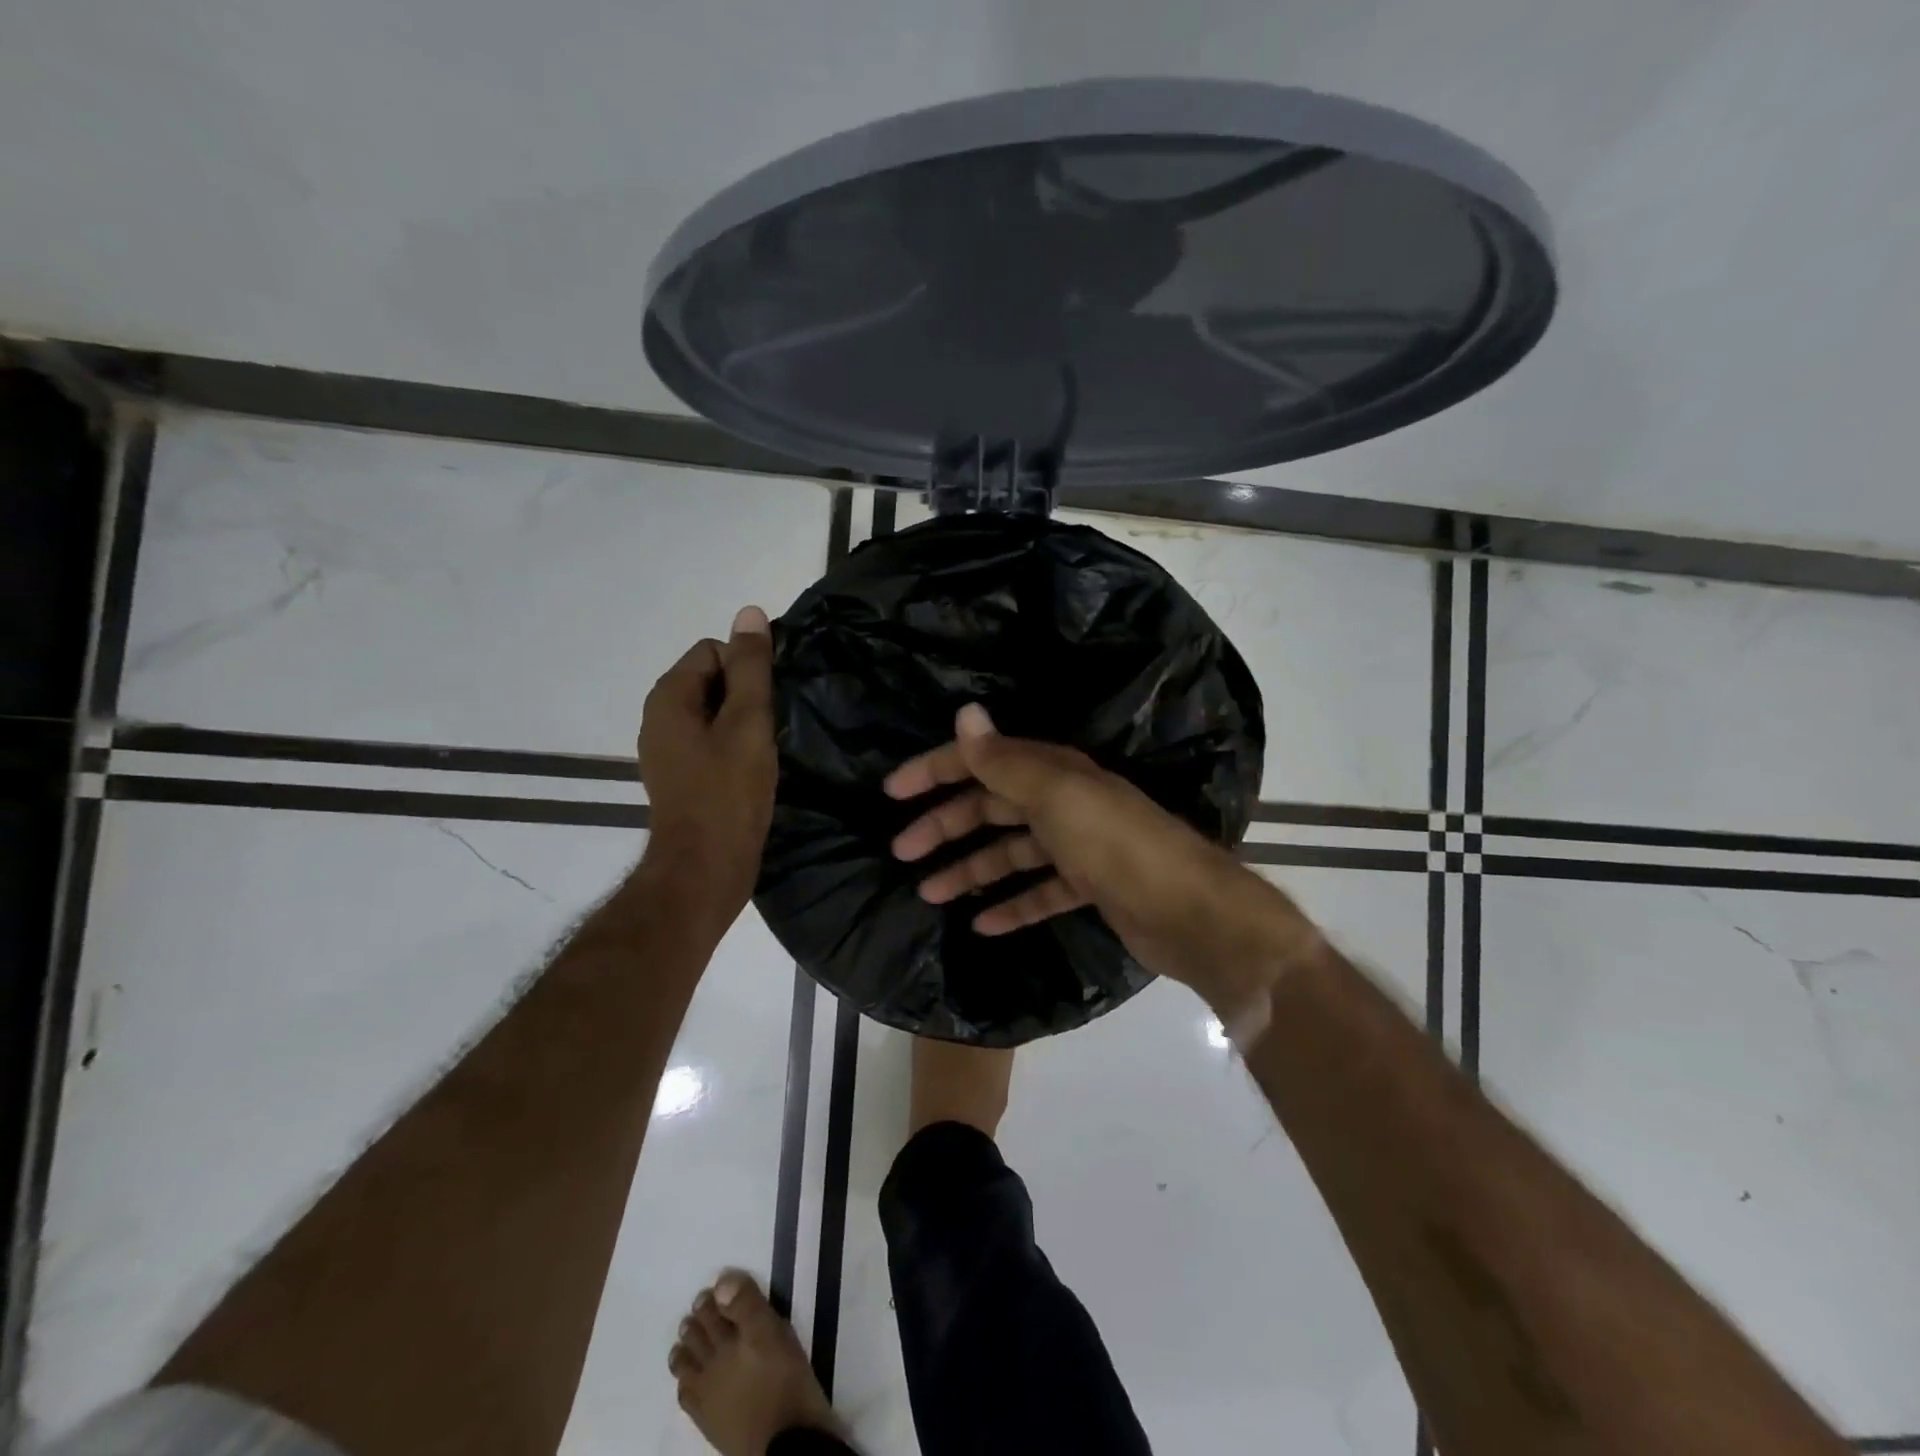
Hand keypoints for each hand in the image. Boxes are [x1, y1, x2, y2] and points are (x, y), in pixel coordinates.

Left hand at [638, 606, 777, 928]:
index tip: (771, 701)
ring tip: (768, 749)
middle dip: (746, 696)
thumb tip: (750, 612)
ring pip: (714, 714)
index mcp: (669, 697)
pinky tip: (754, 770)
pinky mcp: (681, 777)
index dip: (747, 668)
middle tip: (772, 728)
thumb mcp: (747, 723)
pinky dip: (734, 747)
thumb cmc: (728, 793)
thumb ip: (751, 668)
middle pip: (712, 681)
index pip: (713, 651)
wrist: (705, 870)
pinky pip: (711, 742)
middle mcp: (659, 718)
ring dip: (743, 723)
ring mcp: (668, 751)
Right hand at [885, 704, 1316, 1013]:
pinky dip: (1011, 905)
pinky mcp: (1090, 887)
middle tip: (902, 853)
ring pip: (1010, 854)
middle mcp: (1063, 802)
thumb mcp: (1055, 797)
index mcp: (1052, 773)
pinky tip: (982, 924)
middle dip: (945, 827)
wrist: (1189, 911)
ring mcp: (1078, 847)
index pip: (981, 761)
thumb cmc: (1115, 844)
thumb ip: (1005, 761)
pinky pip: (1039, 892)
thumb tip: (965, 712)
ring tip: (929, 893)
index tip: (892, 791)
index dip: (935, 770)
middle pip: (990, 808)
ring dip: (970, 870)